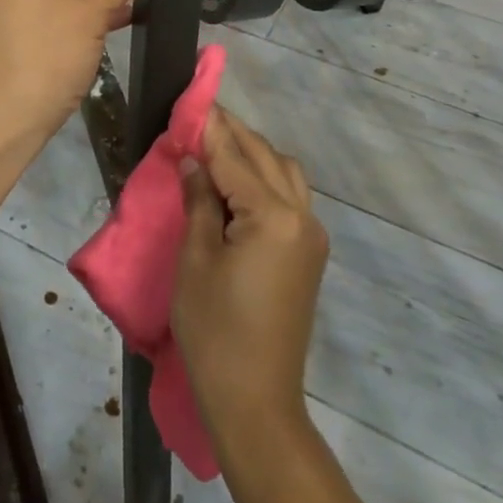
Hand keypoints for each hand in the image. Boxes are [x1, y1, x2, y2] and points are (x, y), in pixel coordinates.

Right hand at [173, 107, 328, 449]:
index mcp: (273, 216)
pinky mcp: (309, 254)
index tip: (191, 100)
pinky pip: (290, 196)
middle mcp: (302, 216)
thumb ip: (199, 201)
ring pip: (284, 172)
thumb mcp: (196, 259)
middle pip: (265, 156)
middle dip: (232, 134)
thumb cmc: (215, 330)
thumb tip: (193, 160)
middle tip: (198, 118)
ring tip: (215, 149)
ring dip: (253, 153)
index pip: (235, 157)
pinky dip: (265, 178)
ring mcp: (311, 236)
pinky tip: (238, 183)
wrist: (256, 402)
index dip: (210, 128)